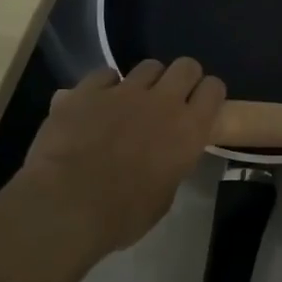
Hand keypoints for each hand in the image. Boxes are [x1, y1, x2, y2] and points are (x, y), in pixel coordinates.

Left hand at [16, 58, 225, 260]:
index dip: (209, 94)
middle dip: (182, 78)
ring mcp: (124, 91)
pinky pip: (105, 74)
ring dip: (146, 81)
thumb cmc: (123, 214)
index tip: (200, 106)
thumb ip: (171, 165)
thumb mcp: (164, 196)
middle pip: (186, 66)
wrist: (67, 205)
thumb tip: (165, 157)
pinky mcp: (88, 90)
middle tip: (171, 99)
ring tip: (133, 101)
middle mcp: (163, 101)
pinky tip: (98, 104)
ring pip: (148, 66)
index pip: (214, 89)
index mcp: (189, 129)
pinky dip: (106, 86)